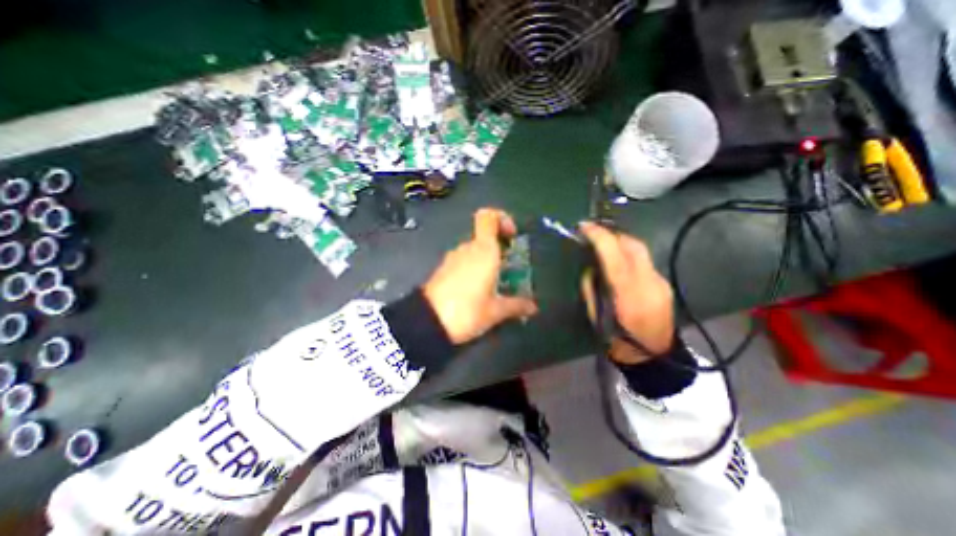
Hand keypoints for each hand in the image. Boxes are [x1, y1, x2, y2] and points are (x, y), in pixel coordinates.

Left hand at [424, 208, 536, 344]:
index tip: (512, 235)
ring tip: (497, 284)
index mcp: (484, 251)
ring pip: (475, 250)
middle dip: (500, 249)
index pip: (488, 216)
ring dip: (488, 261)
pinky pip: (464, 261)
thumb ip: (516, 306)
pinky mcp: (444, 269)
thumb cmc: (467, 311)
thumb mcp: (495, 311)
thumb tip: (533, 307)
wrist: (428, 322)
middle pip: (485, 236)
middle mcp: (468, 249)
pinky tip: (479, 290)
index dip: (502, 219)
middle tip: (511, 268)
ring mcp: (453, 258)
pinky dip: (475, 269)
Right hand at [579, 220, 673, 362]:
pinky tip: (619, 262)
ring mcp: (660, 282)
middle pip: (633, 245)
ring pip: (641, 250)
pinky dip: (628, 255)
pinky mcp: (664, 283)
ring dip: (620, 242)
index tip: (584, 226)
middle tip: (593, 233)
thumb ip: (591, 288)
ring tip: (603, 244)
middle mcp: (649, 283)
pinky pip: (644, 261)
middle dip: (611, 234)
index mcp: (628, 295)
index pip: (614, 256)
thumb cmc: (618, 341)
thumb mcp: (595, 316)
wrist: (655, 358)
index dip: (599, 237)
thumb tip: (591, 267)